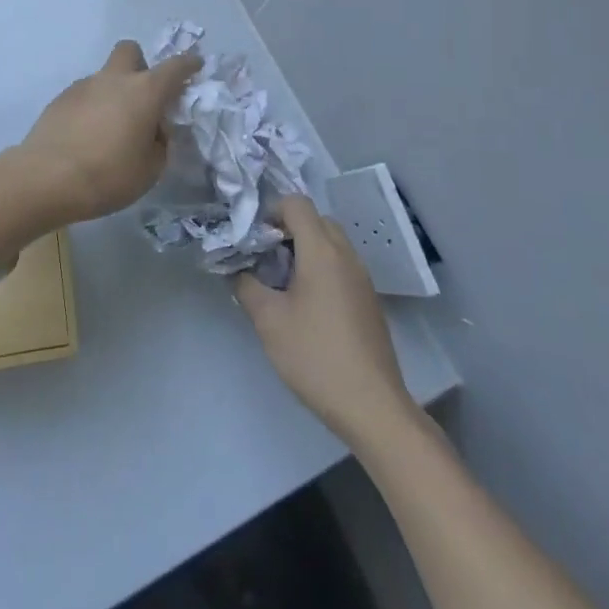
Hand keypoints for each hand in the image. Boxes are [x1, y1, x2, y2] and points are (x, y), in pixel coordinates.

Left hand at [10, 40, 201, 223]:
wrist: (46, 179)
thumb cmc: (108, 175)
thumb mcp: (150, 169)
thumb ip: (159, 143)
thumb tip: (153, 130)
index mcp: (144, 91)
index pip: (175, 67)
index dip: (188, 64)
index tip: (195, 65)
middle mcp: (114, 79)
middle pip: (130, 50)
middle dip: (140, 64)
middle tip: (143, 95)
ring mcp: (83, 86)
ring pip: (104, 75)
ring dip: (113, 91)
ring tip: (110, 128)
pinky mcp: (59, 99)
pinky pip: (84, 94)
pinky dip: (92, 107)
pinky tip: (86, 136)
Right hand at [235, 196, 416, 445]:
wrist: (371, 405)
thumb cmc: (315, 356)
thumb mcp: (268, 321)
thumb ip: (247, 286)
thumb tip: (237, 269)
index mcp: (322, 251)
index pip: (297, 204)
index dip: (271, 211)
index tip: (254, 239)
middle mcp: (347, 255)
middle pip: (316, 220)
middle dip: (287, 229)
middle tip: (265, 258)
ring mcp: (362, 278)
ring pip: (331, 243)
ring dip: (305, 250)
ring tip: (281, 283)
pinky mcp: (369, 300)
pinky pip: (341, 266)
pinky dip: (321, 268)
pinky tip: (305, 305)